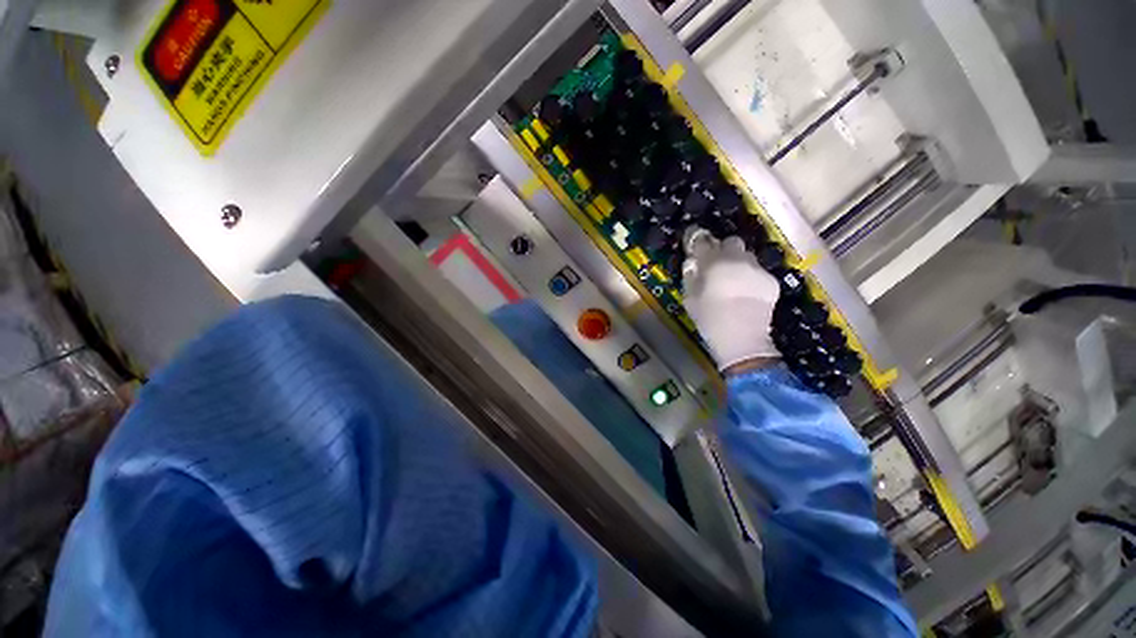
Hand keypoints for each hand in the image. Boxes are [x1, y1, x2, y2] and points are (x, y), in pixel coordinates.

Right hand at [681, 228, 780, 370]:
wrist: (742, 339)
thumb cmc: (709, 319)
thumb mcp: (689, 298)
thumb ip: (690, 276)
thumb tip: (693, 263)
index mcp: (713, 262)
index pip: (701, 240)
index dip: (695, 238)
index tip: (693, 242)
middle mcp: (737, 259)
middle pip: (730, 241)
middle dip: (722, 250)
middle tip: (716, 265)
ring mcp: (757, 268)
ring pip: (746, 255)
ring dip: (738, 262)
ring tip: (733, 280)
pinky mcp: (771, 280)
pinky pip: (757, 271)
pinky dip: (750, 277)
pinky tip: (746, 293)